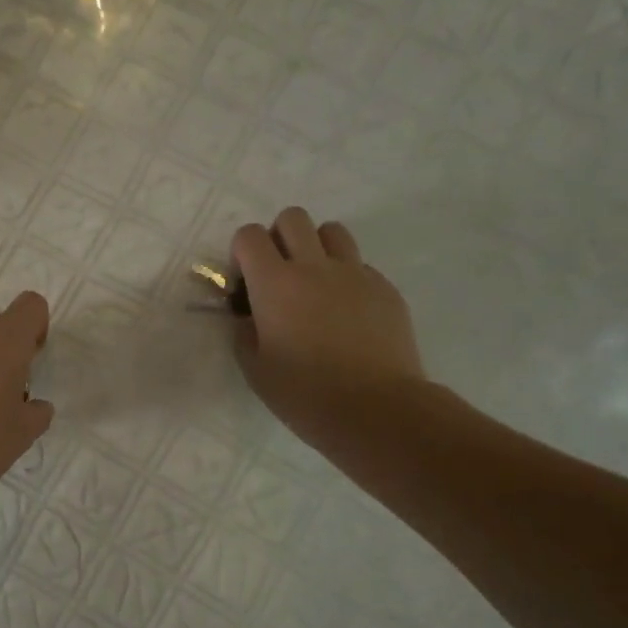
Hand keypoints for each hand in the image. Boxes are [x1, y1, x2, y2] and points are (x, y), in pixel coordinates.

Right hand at [232, 207, 427, 460]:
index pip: (249, 235)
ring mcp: (355, 273)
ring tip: (314, 284)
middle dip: (278, 238)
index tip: (245, 284)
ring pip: (332, 231)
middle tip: (278, 275)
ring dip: (316, 248)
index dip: (241, 253)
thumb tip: (249, 315)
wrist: (375, 409)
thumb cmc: (304, 393)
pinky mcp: (385, 288)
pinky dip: (346, 278)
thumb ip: (244, 331)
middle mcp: (314, 266)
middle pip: (292, 218)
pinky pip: (360, 265)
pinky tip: (346, 314)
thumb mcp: (255, 368)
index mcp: (275, 283)